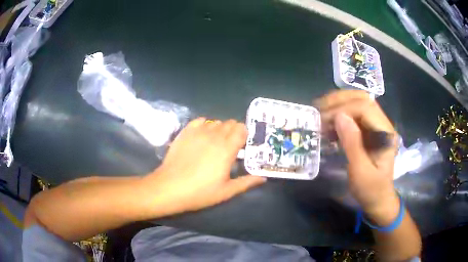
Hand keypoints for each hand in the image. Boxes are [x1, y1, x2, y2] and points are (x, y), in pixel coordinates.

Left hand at [144, 118, 265, 215]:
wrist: (169, 187)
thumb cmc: (200, 192)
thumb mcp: (226, 191)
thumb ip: (246, 182)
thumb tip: (262, 178)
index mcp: (227, 149)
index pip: (242, 129)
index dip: (245, 135)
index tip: (243, 146)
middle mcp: (214, 136)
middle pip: (230, 123)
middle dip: (234, 132)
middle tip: (231, 146)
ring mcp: (198, 132)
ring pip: (216, 121)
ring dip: (220, 129)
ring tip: (215, 142)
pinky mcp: (185, 132)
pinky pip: (200, 121)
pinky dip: (205, 125)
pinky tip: (202, 136)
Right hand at [317, 90, 399, 223]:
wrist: (378, 199)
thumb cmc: (371, 190)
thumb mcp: (360, 172)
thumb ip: (352, 144)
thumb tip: (339, 117)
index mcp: (386, 133)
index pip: (366, 108)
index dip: (344, 109)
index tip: (324, 120)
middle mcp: (383, 124)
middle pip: (362, 99)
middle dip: (340, 100)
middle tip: (319, 109)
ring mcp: (376, 126)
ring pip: (357, 103)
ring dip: (338, 105)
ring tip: (321, 114)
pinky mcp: (368, 131)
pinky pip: (353, 115)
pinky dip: (339, 115)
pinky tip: (329, 124)